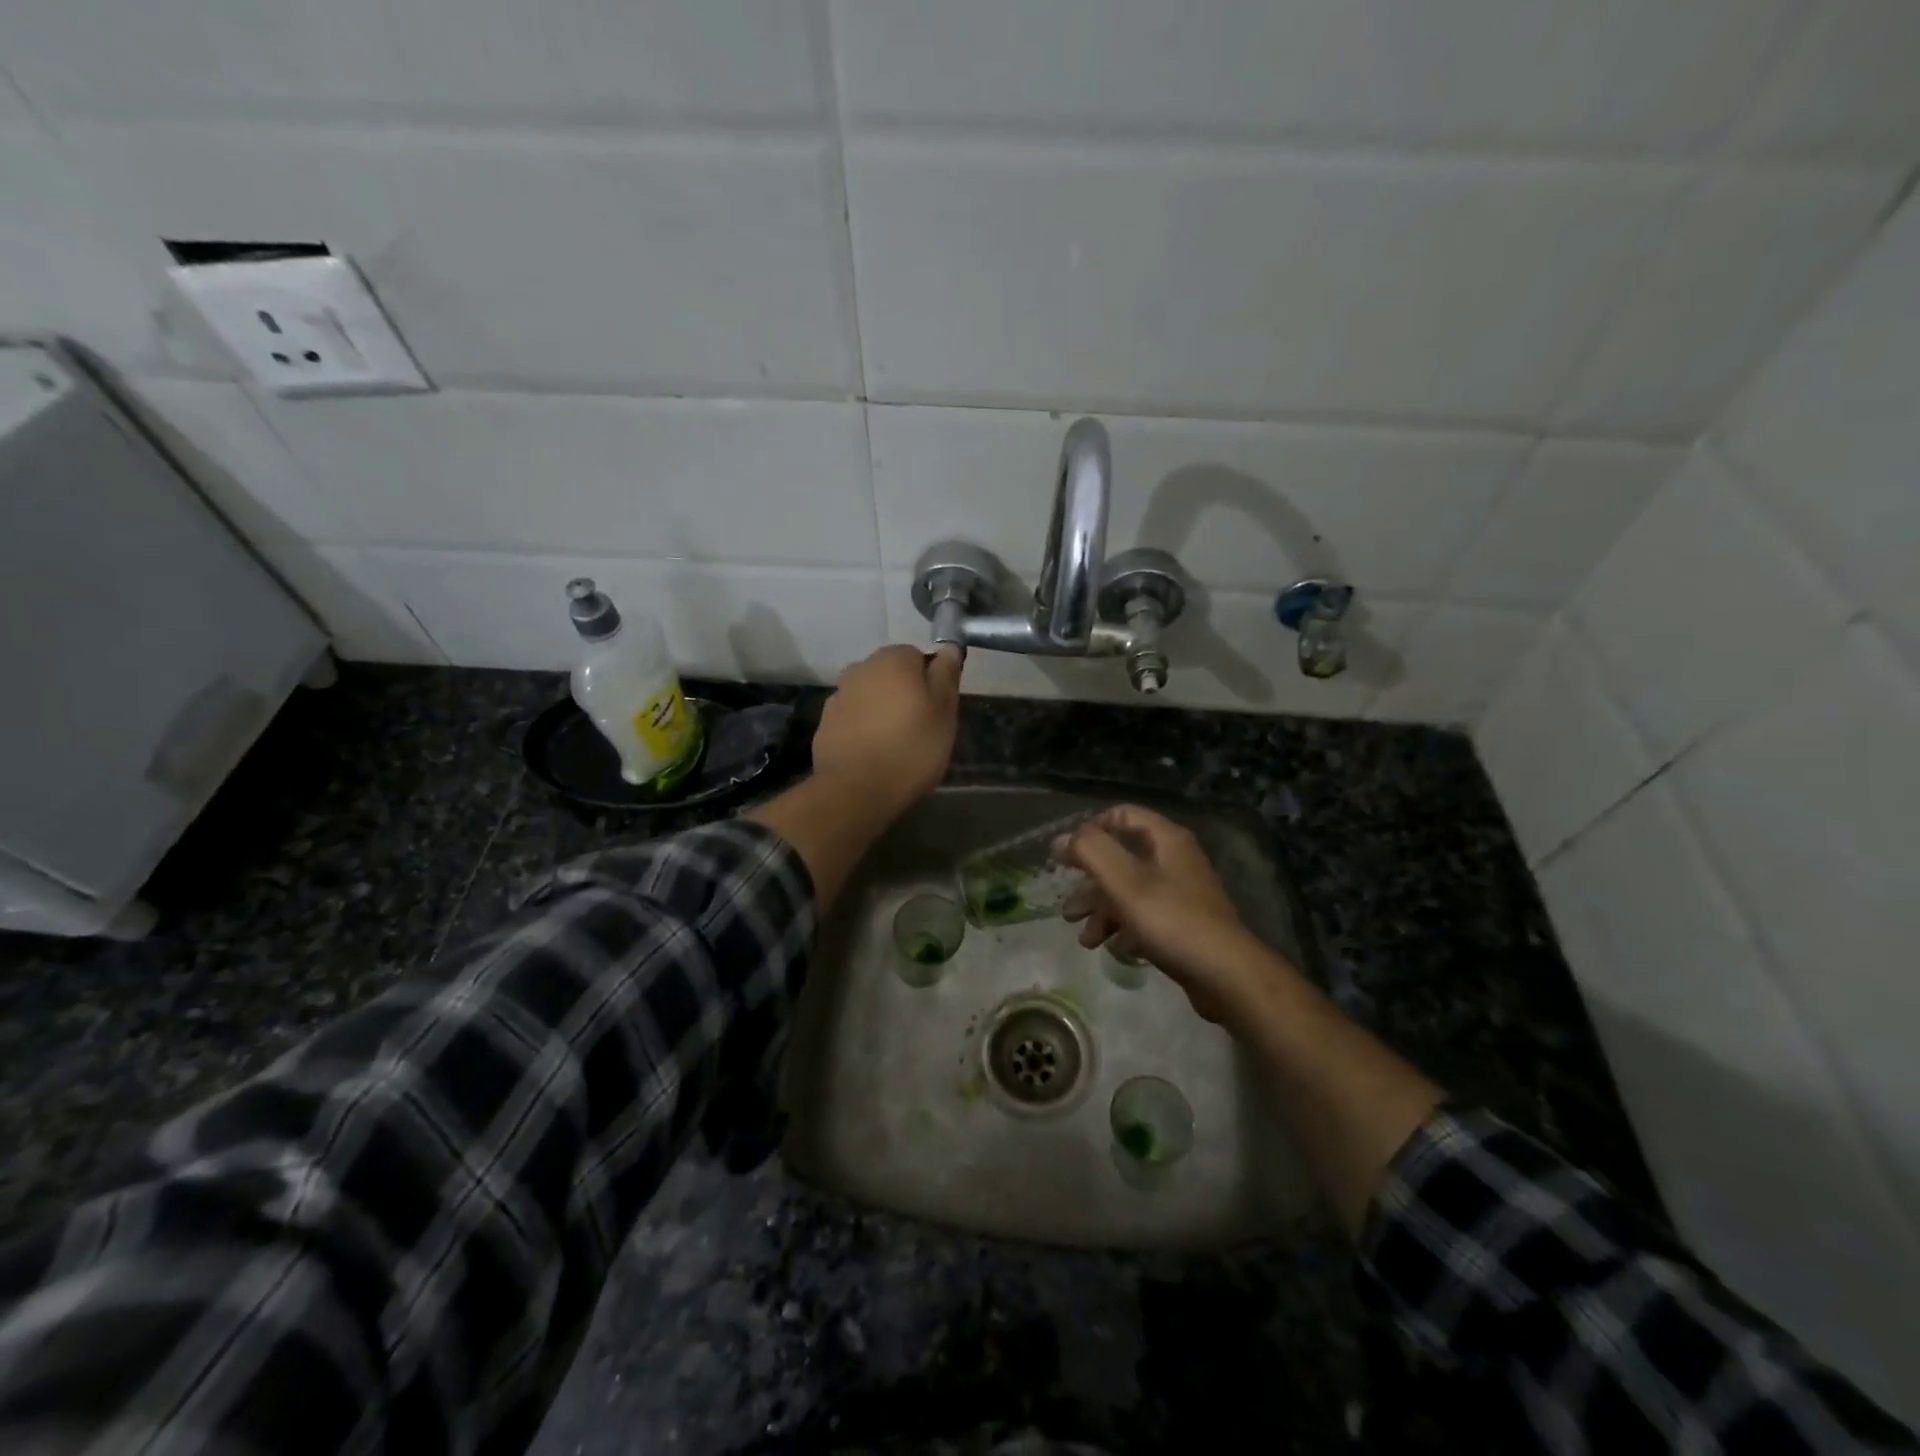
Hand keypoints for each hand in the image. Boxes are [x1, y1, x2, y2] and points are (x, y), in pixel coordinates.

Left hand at [811, 644, 962, 812]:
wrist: (856, 790)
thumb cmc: (911, 748)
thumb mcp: (944, 712)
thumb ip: (946, 675)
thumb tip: (949, 648)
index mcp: (893, 659)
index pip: (918, 656)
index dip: (930, 681)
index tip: (937, 710)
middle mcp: (860, 668)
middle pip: (890, 674)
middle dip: (904, 693)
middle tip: (920, 728)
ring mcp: (838, 695)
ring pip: (869, 696)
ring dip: (881, 710)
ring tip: (894, 743)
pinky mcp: (824, 724)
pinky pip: (852, 718)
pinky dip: (862, 728)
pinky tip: (871, 752)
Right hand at [1058, 805, 1284, 1025]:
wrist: (1226, 974)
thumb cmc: (1171, 920)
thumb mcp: (1124, 881)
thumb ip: (1091, 851)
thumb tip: (1062, 838)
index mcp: (1165, 839)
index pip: (1121, 815)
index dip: (1090, 831)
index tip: (1066, 857)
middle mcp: (1174, 860)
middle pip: (1122, 859)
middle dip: (1090, 884)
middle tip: (1068, 910)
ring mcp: (1181, 893)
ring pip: (1130, 892)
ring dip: (1102, 912)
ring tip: (1085, 940)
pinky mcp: (1183, 924)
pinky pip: (1145, 918)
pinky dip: (1125, 930)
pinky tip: (1115, 949)